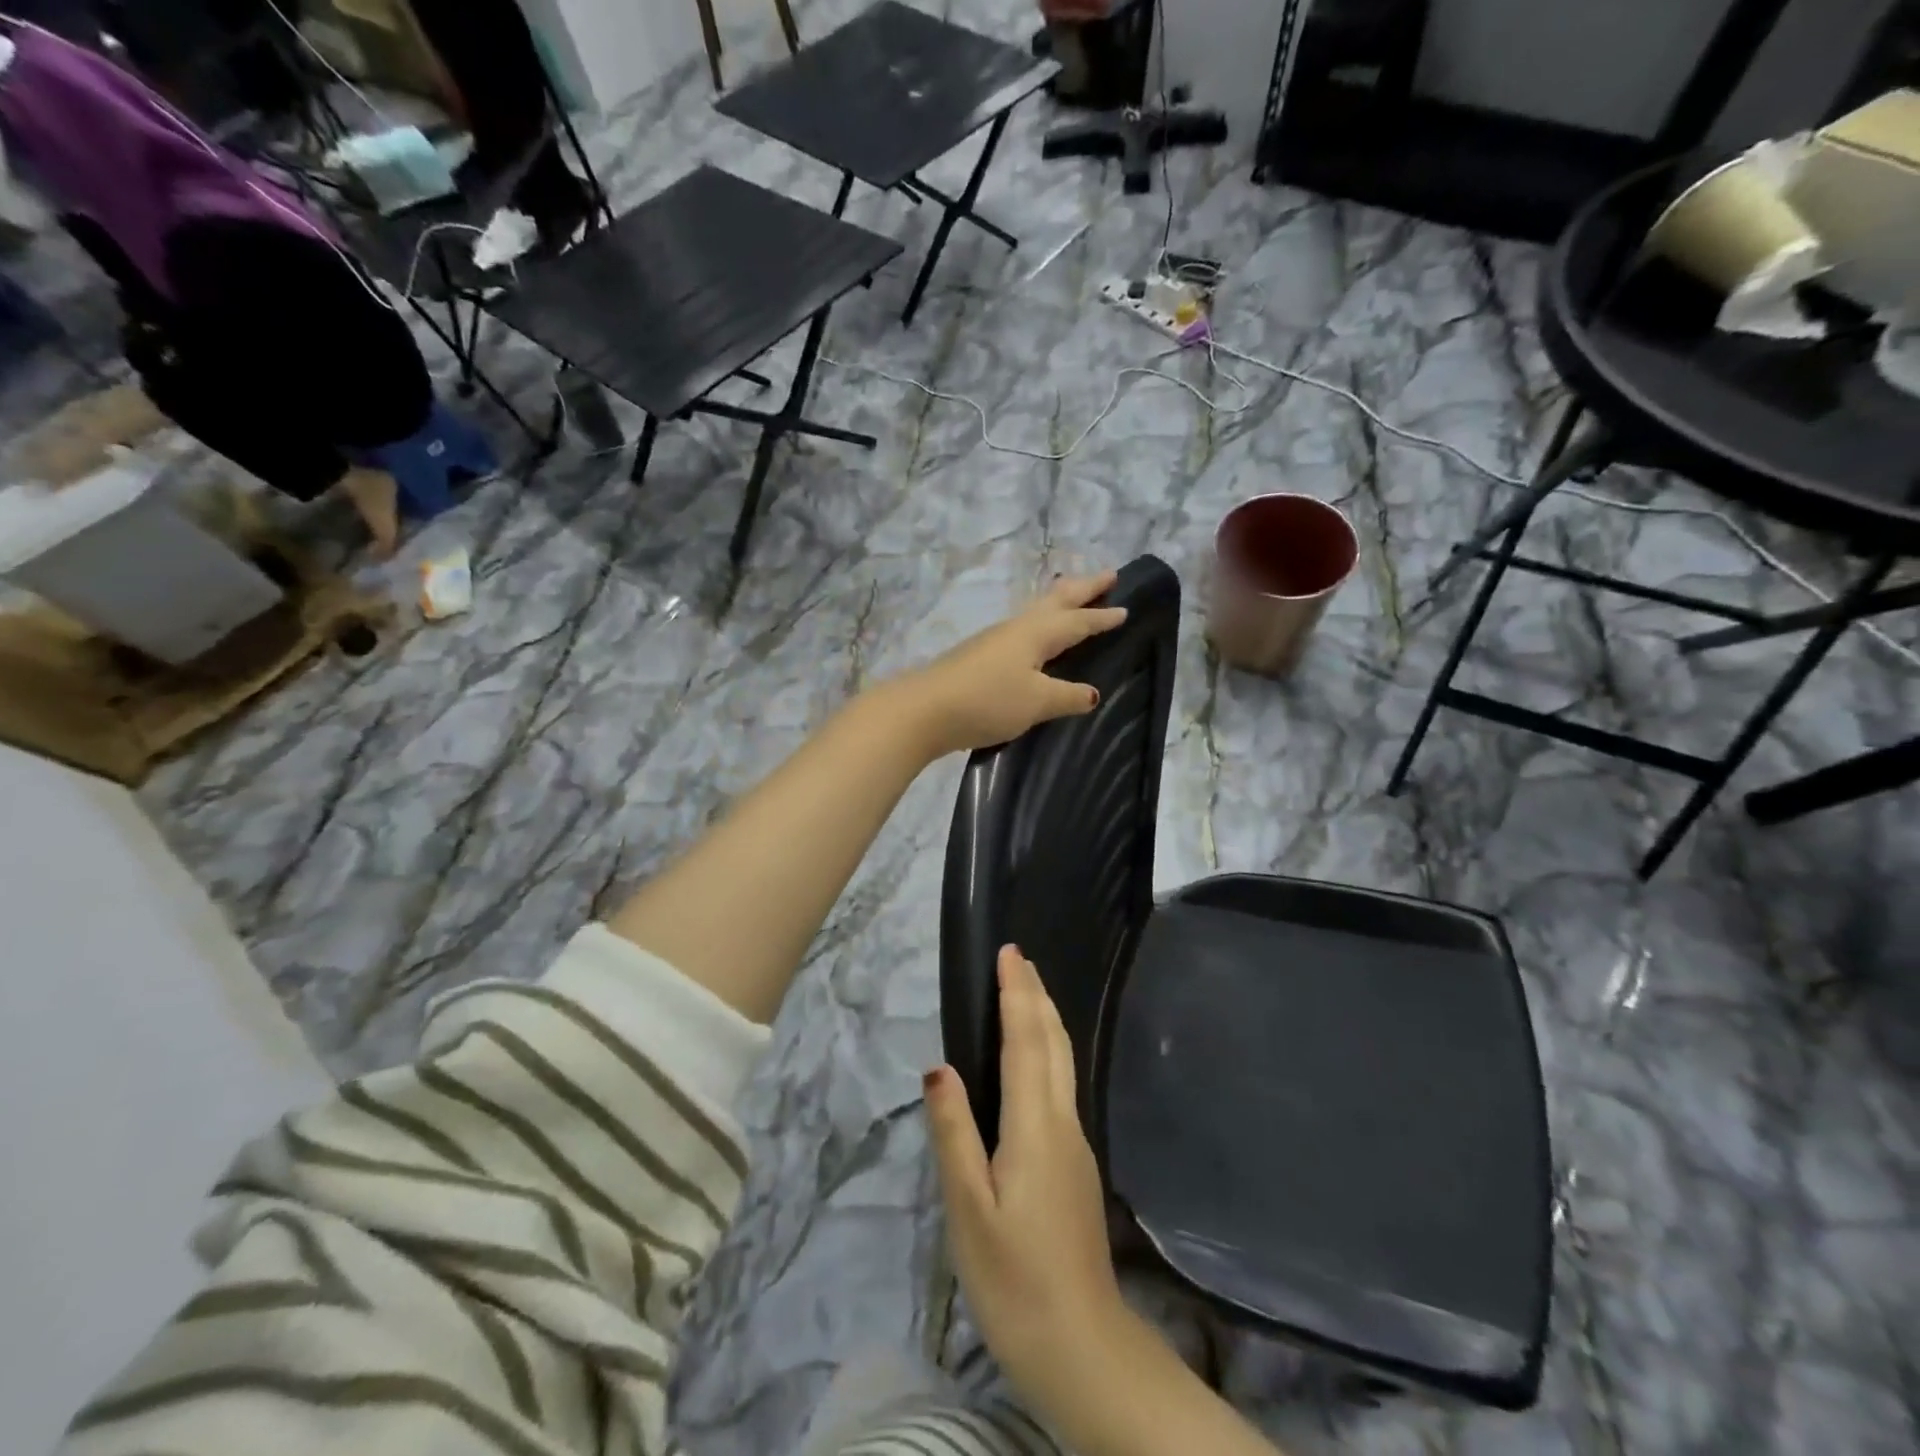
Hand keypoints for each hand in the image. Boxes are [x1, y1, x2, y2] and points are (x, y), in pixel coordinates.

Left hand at [905, 572, 1126, 757]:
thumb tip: (1092, 693)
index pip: (1077, 621)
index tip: (1126, 607)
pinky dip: (1039, 624)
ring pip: (1035, 611)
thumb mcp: (1036, 702)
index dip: (1101, 617)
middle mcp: (1016, 629)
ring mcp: (993, 640)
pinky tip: (1034, 639)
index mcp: (1036, 634)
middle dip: (1083, 588)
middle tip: (1108, 575)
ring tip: (1073, 597)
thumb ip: (1066, 695)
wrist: (924, 710)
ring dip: (1059, 601)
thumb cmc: (988, 701)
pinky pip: (1020, 631)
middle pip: (1055, 601)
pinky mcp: (978, 656)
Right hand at [926, 946, 1127, 1424]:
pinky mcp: (1077, 1164)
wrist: (1083, 1347)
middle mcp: (1063, 1122)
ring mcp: (1077, 1143)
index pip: (1026, 1041)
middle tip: (1019, 959)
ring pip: (1064, 1062)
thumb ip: (954, 1134)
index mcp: (1035, 1126)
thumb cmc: (1014, 1280)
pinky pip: (1062, 1085)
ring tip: (1028, 992)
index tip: (1010, 952)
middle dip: (1037, 995)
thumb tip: (940, 1067)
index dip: (1018, 993)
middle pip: (1054, 1042)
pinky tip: (1037, 1059)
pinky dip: (1049, 1051)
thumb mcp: (968, 1211)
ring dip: (1046, 1019)